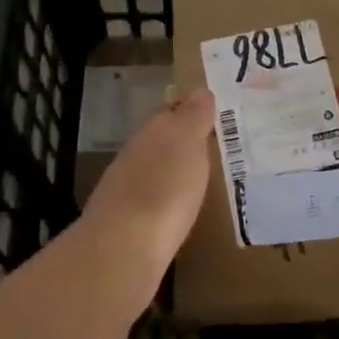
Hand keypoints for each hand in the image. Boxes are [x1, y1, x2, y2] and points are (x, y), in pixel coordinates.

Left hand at [81, 88, 215, 274]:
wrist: (123, 246)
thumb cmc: (164, 188)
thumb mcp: (187, 142)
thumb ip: (193, 116)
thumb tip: (199, 91)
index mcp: (153, 131)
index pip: (172, 111)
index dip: (191, 111)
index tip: (213, 115)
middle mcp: (135, 154)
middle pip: (161, 141)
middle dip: (183, 142)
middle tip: (214, 147)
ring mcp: (126, 188)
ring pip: (155, 170)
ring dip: (174, 172)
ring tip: (202, 178)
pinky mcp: (127, 221)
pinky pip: (153, 200)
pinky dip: (167, 199)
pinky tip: (180, 209)